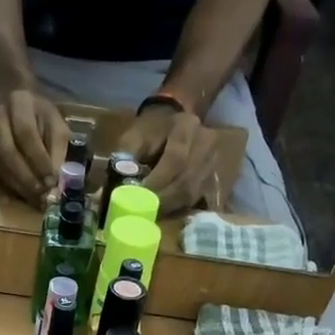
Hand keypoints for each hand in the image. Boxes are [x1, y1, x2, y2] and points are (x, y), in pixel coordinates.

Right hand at [0, 88, 69, 202]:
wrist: (13, 102)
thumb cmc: (39, 114)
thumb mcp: (56, 123)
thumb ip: (57, 148)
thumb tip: (55, 179)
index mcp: (19, 103)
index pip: (26, 134)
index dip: (38, 159)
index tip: (51, 180)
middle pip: (7, 152)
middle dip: (26, 177)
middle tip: (42, 194)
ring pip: (0, 165)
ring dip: (19, 185)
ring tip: (36, 198)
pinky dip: (12, 186)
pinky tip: (25, 194)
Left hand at [99, 105, 217, 215]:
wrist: (174, 120)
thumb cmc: (149, 130)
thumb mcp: (133, 136)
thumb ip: (126, 158)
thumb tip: (120, 186)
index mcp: (186, 126)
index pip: (175, 159)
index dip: (157, 183)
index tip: (139, 199)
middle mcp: (207, 143)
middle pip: (186, 180)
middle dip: (162, 200)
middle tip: (143, 214)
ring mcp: (214, 161)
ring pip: (193, 193)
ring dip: (170, 208)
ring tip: (151, 215)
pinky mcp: (214, 177)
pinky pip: (198, 199)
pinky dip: (180, 209)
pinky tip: (165, 212)